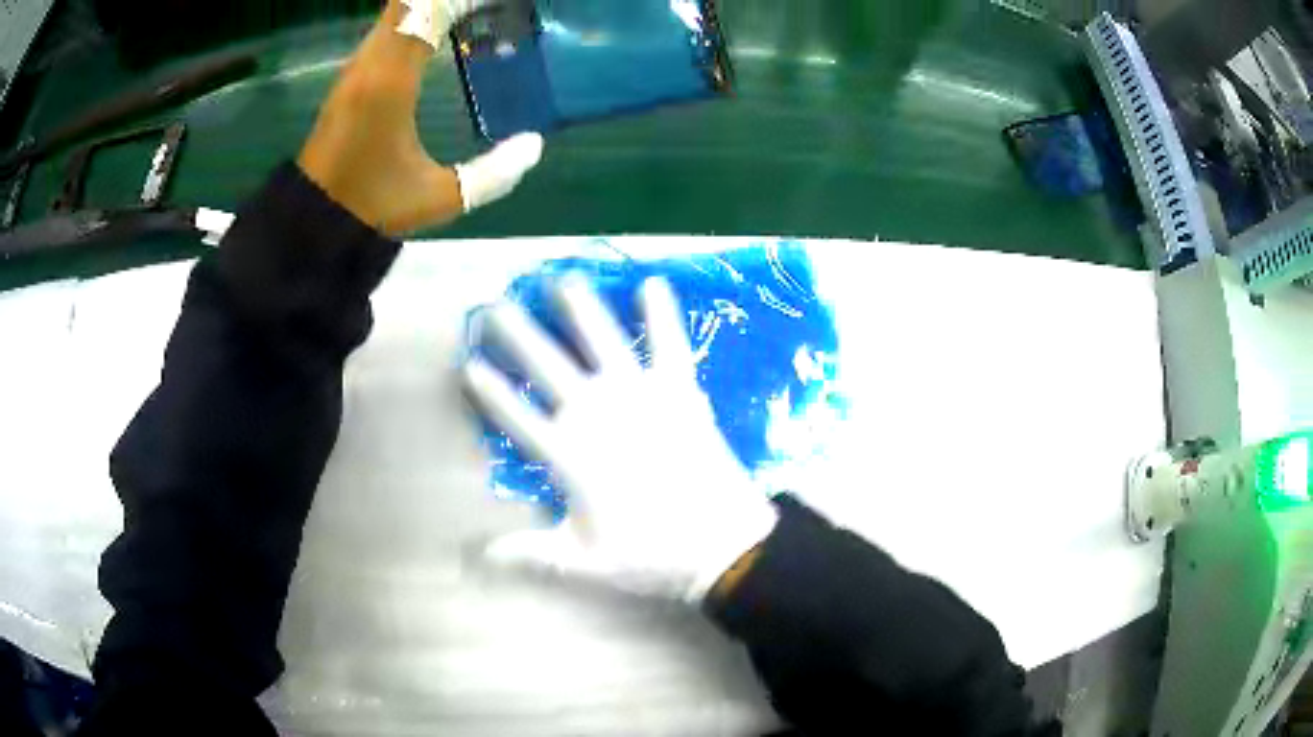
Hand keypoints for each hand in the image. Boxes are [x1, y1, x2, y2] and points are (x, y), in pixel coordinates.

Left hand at [298, 0, 542, 235]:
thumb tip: (535, 144)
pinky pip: (386, 28)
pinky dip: (415, 16)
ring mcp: (356, 68)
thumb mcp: (438, 198)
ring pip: (394, 11)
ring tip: (468, 10)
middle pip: (406, 2)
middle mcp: (369, 63)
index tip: (500, 4)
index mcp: (390, 82)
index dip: (461, 0)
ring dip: (429, 6)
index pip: (428, 13)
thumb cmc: (372, 207)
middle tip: (483, 7)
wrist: (313, 221)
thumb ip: (492, 174)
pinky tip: (440, 26)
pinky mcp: (351, 77)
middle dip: (445, 0)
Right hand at [462, 277, 778, 602]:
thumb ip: (531, 552)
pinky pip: (670, 344)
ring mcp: (641, 396)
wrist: (723, 545)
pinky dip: (662, 314)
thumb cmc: (651, 556)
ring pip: (601, 341)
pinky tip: (652, 283)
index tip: (469, 364)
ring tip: (561, 279)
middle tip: (497, 306)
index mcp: (570, 455)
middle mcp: (597, 414)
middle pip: (548, 366)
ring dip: (580, 308)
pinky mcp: (681, 391)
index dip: (491, 391)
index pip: (517, 416)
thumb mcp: (583, 561)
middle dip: (519, 334)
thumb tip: (480, 553)